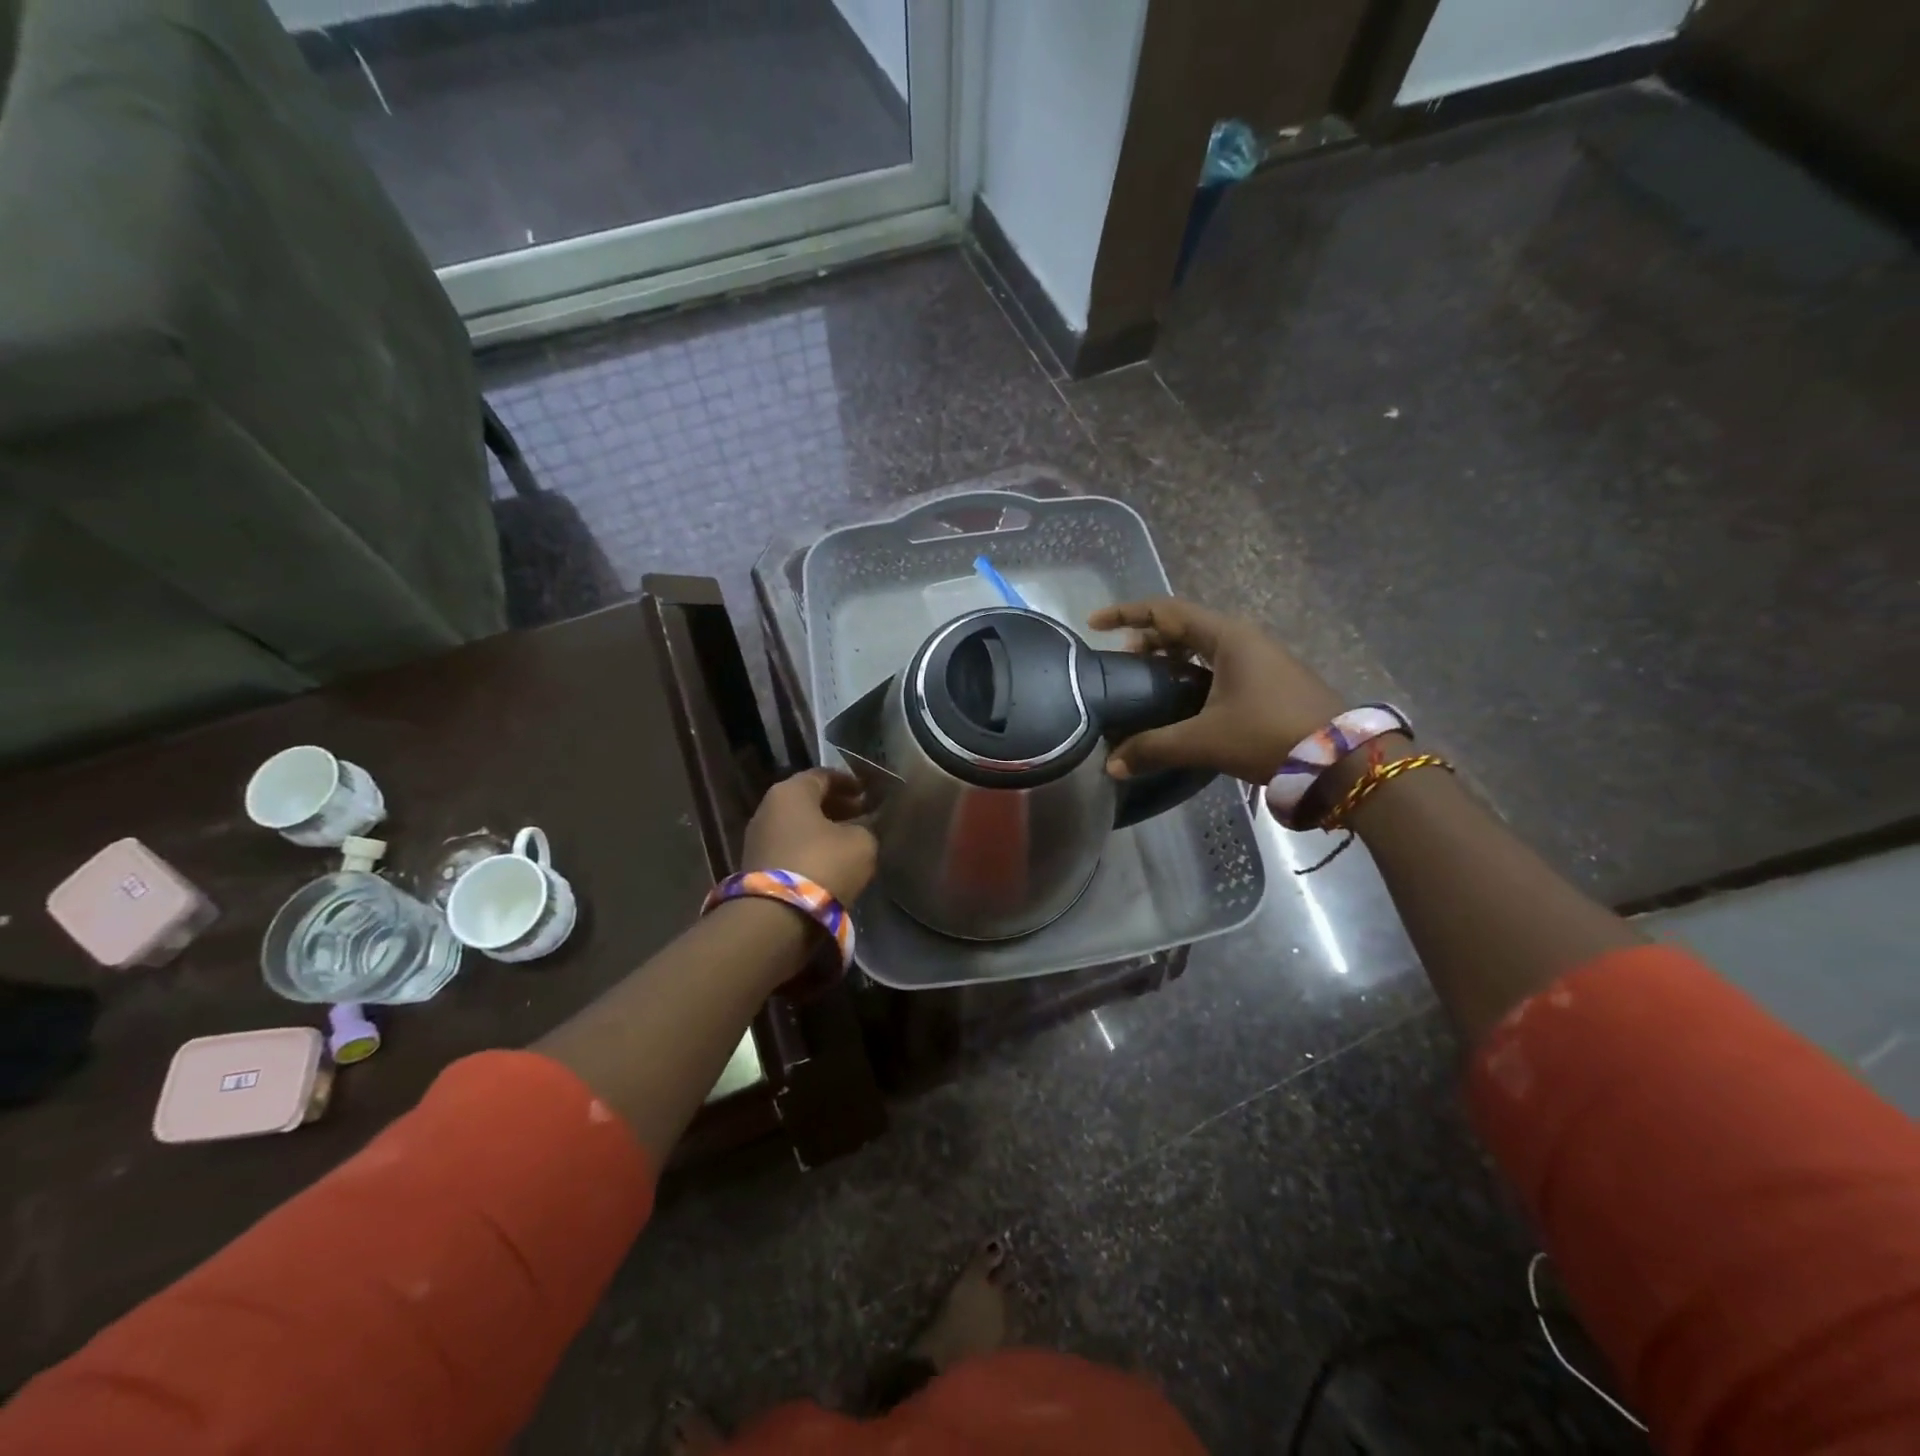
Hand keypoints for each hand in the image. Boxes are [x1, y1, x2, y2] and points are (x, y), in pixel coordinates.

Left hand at [742, 769, 877, 903]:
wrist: (777, 917)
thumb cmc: (823, 864)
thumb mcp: (861, 843)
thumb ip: (866, 829)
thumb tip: (862, 829)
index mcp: (791, 791)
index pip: (823, 776)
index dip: (849, 782)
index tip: (867, 792)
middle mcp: (768, 808)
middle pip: (807, 800)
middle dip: (836, 806)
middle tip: (862, 814)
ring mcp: (757, 839)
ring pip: (797, 825)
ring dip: (823, 829)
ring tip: (850, 839)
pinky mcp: (756, 867)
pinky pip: (789, 848)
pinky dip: (810, 849)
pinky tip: (830, 861)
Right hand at [1087, 598, 1344, 783]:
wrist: (1342, 761)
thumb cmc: (1269, 735)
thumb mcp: (1205, 740)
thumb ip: (1153, 748)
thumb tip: (1111, 764)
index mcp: (1227, 637)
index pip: (1166, 611)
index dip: (1127, 614)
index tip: (1094, 624)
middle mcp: (1244, 640)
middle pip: (1184, 626)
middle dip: (1148, 638)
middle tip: (1120, 660)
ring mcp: (1261, 661)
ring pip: (1204, 647)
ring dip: (1171, 657)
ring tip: (1146, 680)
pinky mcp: (1269, 683)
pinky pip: (1219, 666)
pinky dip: (1192, 674)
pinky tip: (1182, 702)